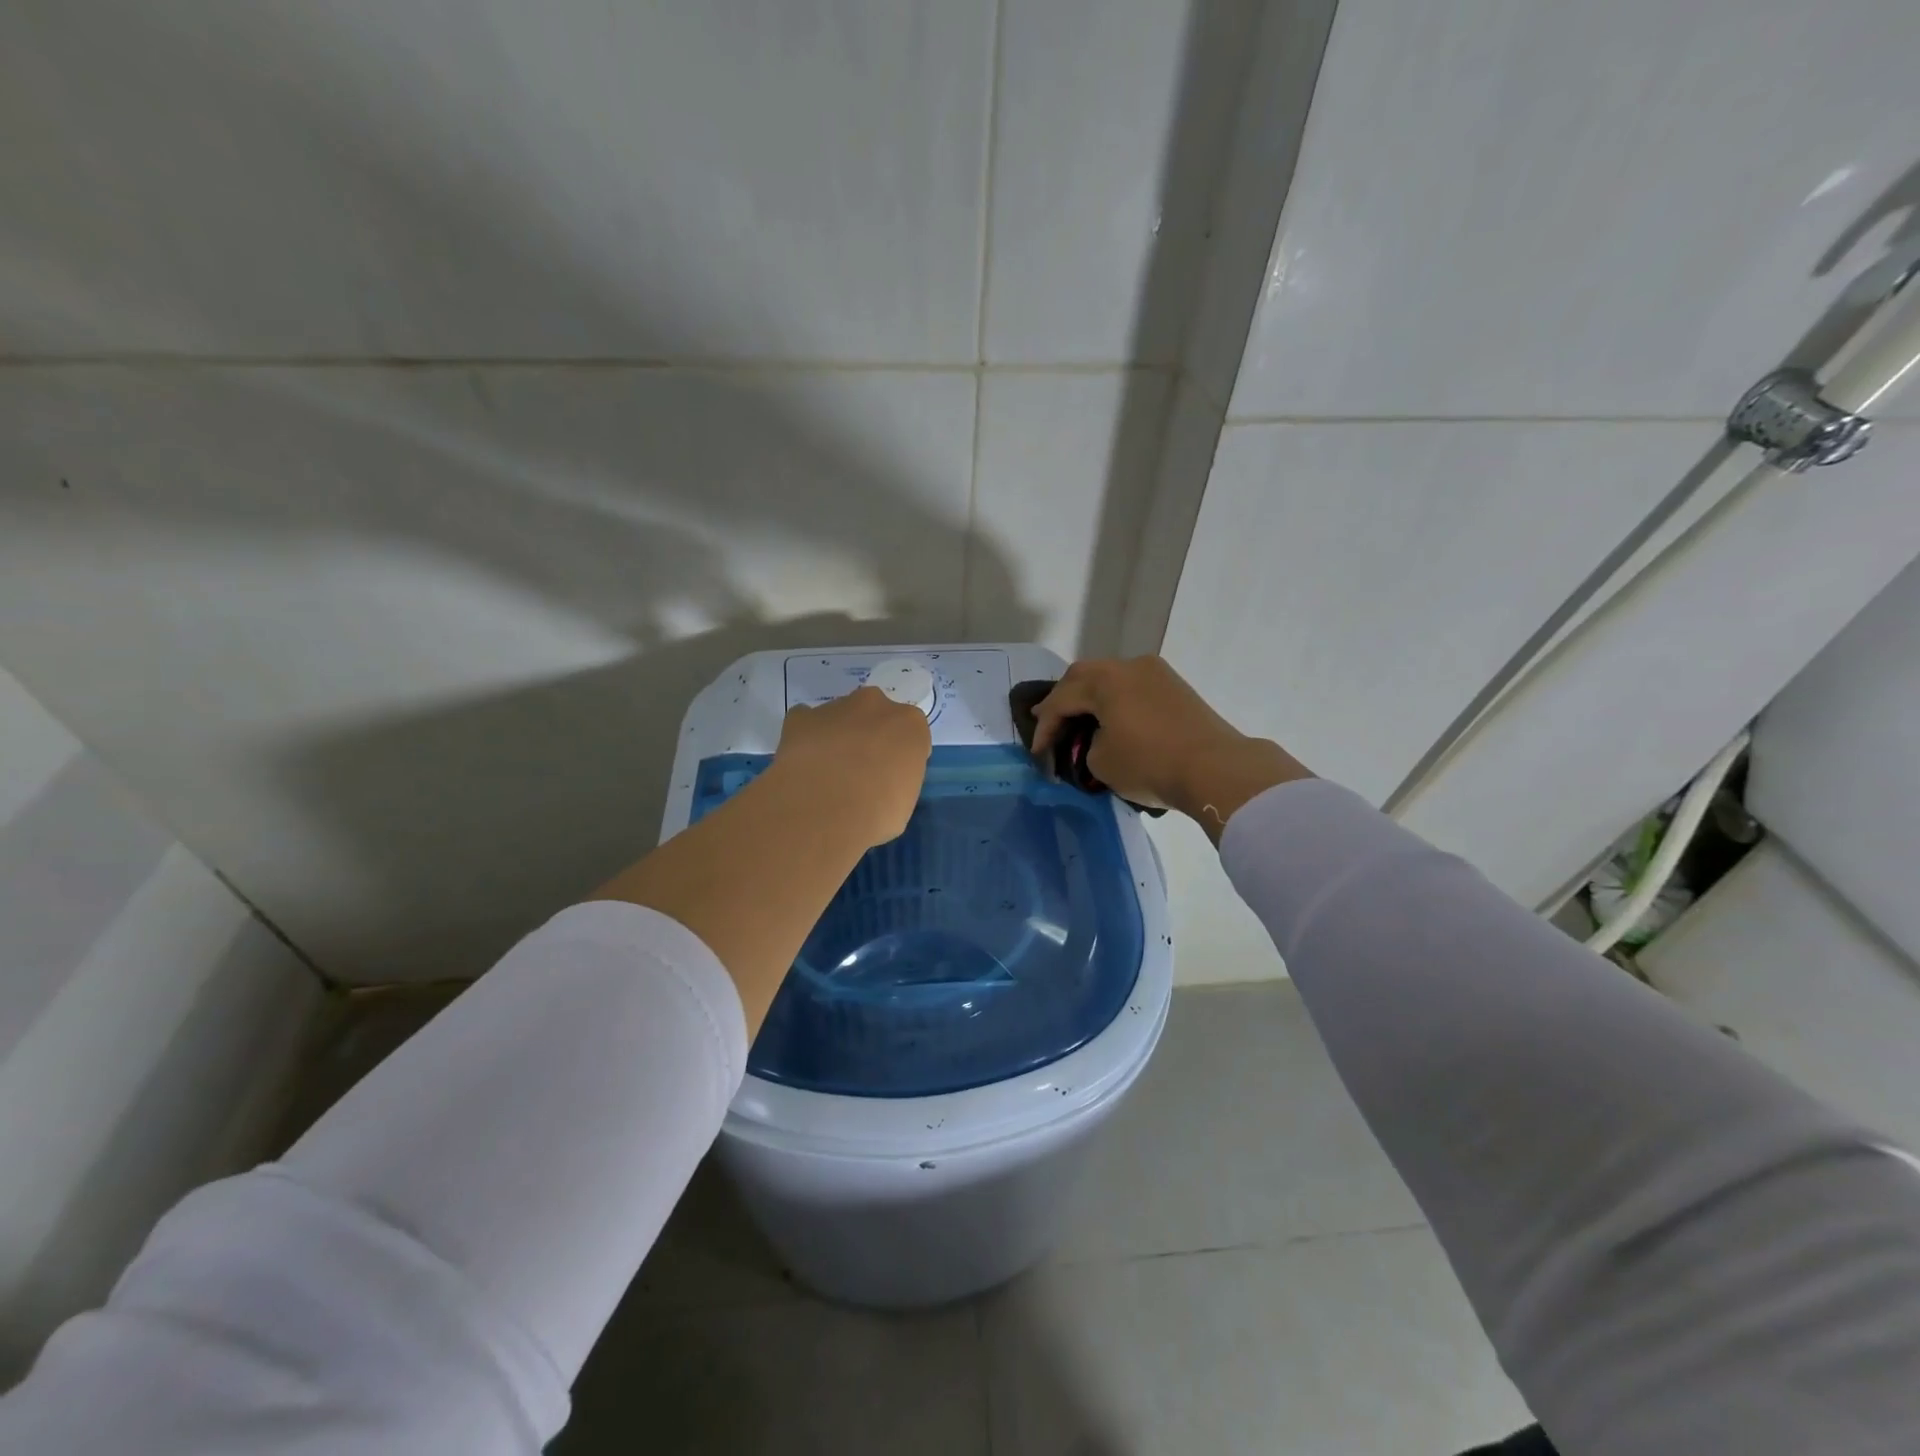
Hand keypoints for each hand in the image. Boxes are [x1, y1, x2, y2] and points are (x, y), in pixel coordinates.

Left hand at [772, 686, 932, 848]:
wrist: (825, 811)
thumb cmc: (878, 813)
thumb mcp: (904, 802)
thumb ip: (896, 778)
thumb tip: (880, 782)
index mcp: (910, 724)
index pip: (910, 734)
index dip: (898, 756)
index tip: (889, 777)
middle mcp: (875, 705)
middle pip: (875, 716)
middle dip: (868, 736)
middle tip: (859, 771)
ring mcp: (836, 707)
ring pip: (840, 716)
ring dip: (837, 736)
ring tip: (825, 773)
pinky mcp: (801, 717)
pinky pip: (805, 721)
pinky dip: (805, 737)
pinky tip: (803, 763)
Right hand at [1031, 657, 1310, 839]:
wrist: (1216, 769)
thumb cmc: (1150, 763)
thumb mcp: (1101, 762)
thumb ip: (1086, 746)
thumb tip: (1097, 741)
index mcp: (1104, 680)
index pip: (1061, 700)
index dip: (1044, 728)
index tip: (1037, 753)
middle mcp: (1129, 666)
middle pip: (1083, 676)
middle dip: (1062, 699)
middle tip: (1047, 719)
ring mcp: (1156, 673)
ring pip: (1110, 679)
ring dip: (1091, 698)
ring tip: (1078, 719)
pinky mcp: (1176, 688)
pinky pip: (1133, 688)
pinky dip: (1115, 702)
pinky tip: (1111, 719)